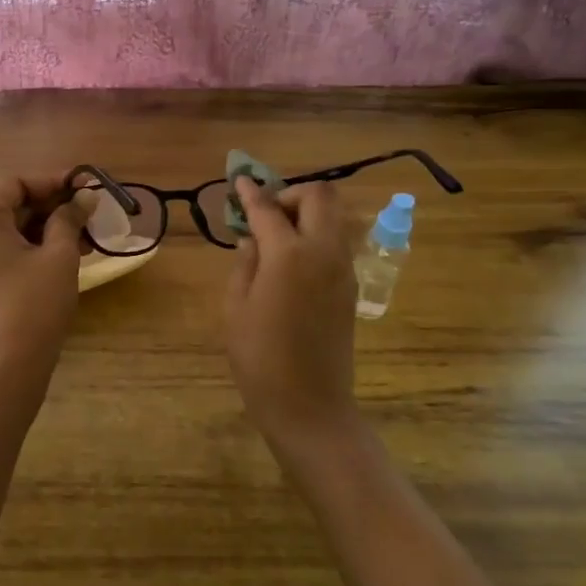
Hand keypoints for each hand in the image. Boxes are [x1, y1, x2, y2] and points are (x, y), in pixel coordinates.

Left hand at [0, 174, 96, 382]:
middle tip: (90, 210)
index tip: (86, 186)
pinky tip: (68, 253)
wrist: (10, 363)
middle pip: (12, 205)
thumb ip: (70, 218)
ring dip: (48, 228)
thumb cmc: (34, 302)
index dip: (54, 182)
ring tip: (88, 235)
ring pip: (11, 229)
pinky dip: (34, 246)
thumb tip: (86, 195)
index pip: (17, 183)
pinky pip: (5, 250)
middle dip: (54, 206)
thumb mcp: (59, 255)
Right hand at [224, 178, 358, 440]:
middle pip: (320, 196)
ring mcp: (343, 269)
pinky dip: (315, 236)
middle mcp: (324, 252)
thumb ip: (244, 263)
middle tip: (265, 215)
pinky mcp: (350, 287)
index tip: (239, 180)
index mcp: (289, 255)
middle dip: (290, 195)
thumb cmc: (259, 358)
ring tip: (275, 238)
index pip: (268, 208)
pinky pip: (336, 243)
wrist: (310, 405)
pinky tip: (289, 261)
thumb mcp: (235, 307)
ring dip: (306, 214)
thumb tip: (252, 240)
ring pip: (333, 217)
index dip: (251, 192)